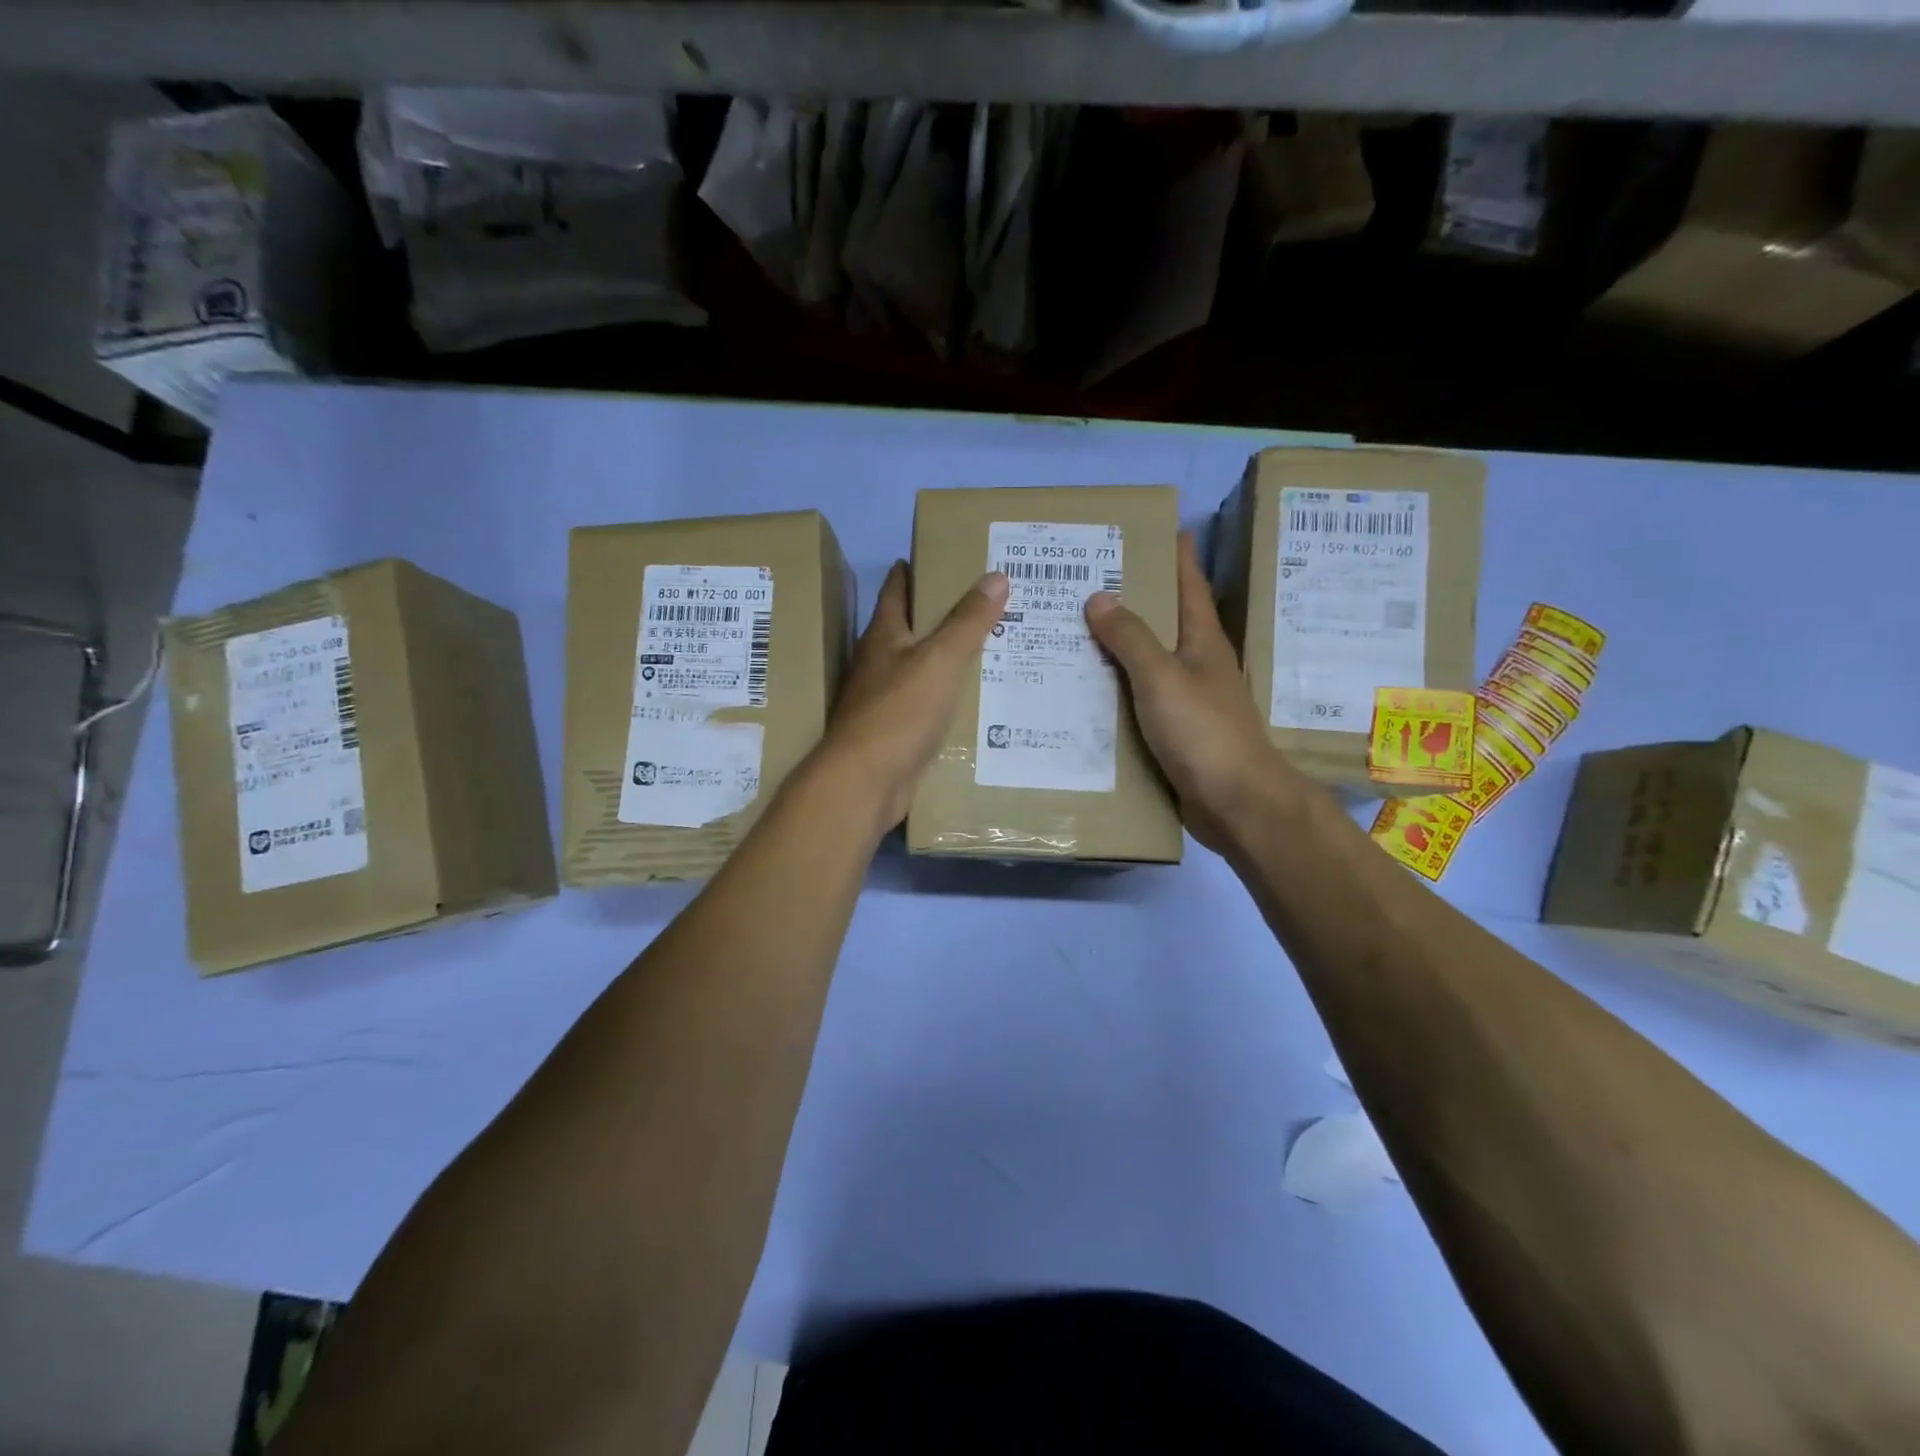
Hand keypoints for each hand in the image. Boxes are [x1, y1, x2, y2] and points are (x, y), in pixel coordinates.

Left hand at [811, 561, 1009, 834]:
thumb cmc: (899, 712)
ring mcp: (885, 701)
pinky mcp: (896, 733)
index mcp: (883, 637)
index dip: (911, 570)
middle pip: (909, 629)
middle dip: (938, 614)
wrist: (866, 782)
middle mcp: (879, 664)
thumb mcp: (939, 660)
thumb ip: (967, 621)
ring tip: (988, 648)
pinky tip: (973, 700)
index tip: (933, 554)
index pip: (896, 591)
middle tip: (982, 602)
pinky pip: (927, 705)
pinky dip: (947, 697)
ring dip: (945, 658)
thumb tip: (995, 575)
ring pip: (920, 669)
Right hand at [1086, 532, 1306, 853]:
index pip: (1190, 586)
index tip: (1160, 529)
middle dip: (1133, 601)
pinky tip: (1084, 693)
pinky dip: (1114, 692)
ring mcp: (1186, 701)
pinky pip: (1137, 702)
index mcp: (1202, 642)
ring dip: (1117, 649)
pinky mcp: (1174, 734)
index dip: (1178, 556)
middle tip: (1087, 582)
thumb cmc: (1203, 731)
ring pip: (1146, 664)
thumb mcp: (1162, 677)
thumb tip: (1099, 597)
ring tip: (1073, 633)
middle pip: (1164, 623)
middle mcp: (1197, 666)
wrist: (1234, 803)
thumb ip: (1130, 638)